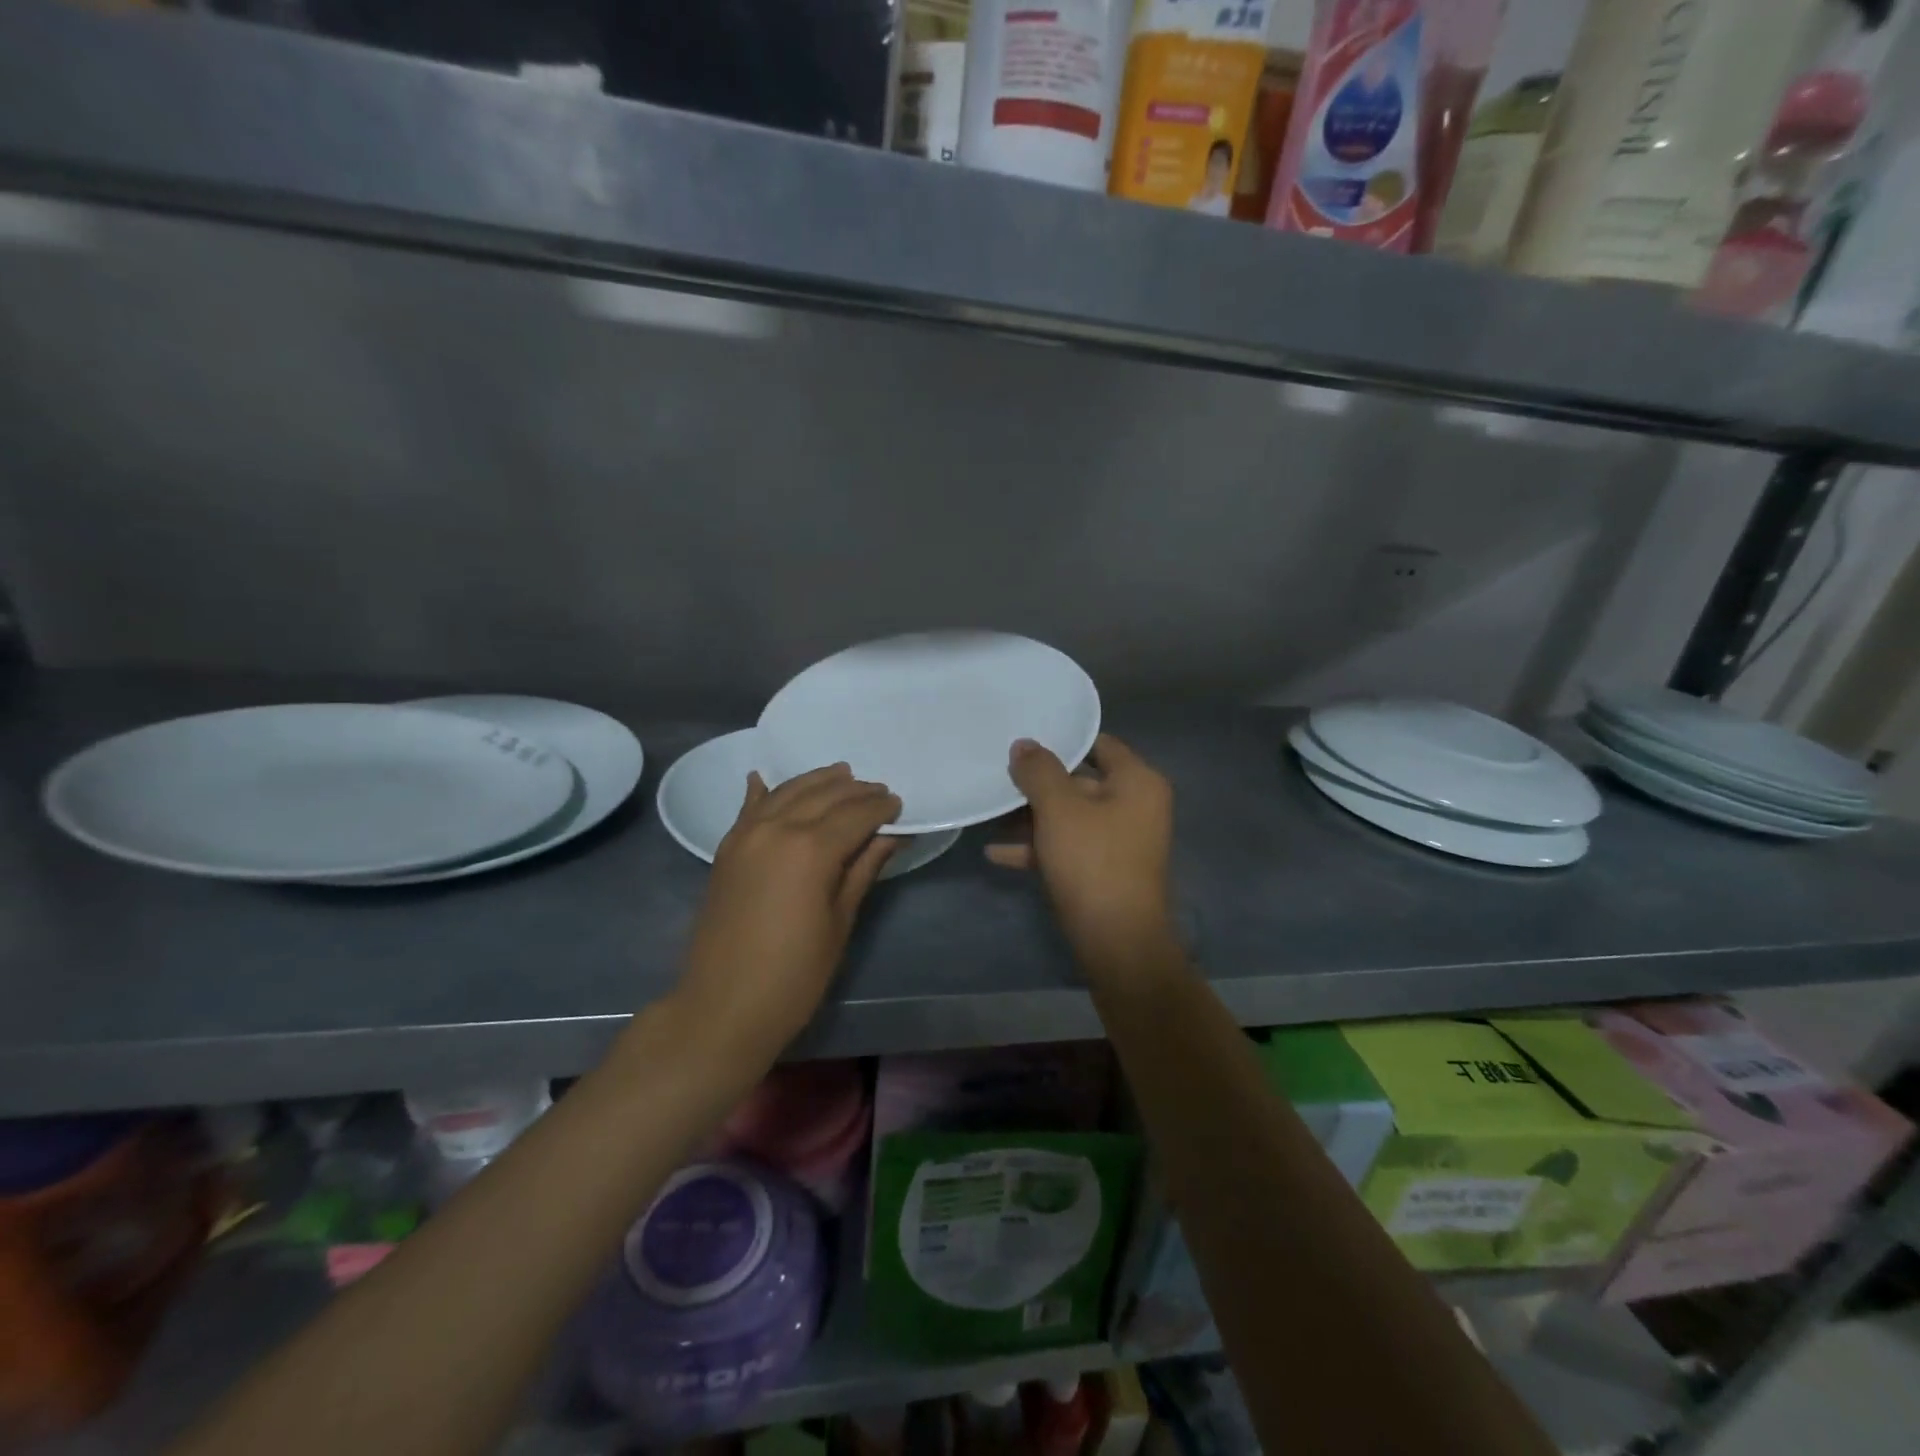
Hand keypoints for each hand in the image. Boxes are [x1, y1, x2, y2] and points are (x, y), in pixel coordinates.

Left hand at [675, 764, 900, 1057]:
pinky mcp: (726, 848)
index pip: (856, 813)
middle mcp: (777, 828)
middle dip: (856, 790)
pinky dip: (763, 790)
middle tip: (879, 792)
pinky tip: (764, 778)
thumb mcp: (840, 921)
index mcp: (811, 849)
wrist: (722, 1007)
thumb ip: (863, 869)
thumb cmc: (795, 974)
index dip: (881, 807)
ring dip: (817, 781)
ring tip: (843, 776)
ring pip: (788, 791)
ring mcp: (746, 834)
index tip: (899, 805)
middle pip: (824, 795)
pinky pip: (749, 807)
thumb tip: (891, 835)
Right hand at [988, 734, 1176, 973]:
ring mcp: (1120, 841)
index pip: (1099, 744)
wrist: (1117, 942)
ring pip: (1070, 817)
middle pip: (1080, 782)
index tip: (1024, 738)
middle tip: (998, 778)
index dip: (1062, 740)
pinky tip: (996, 854)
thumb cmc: (1092, 861)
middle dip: (1037, 786)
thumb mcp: (1059, 809)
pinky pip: (1069, 847)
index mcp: (1137, 782)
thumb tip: (1023, 744)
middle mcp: (1135, 806)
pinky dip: (1038, 848)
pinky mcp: (1105, 870)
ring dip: (1030, 819)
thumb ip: (1039, 771)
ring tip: (989, 816)